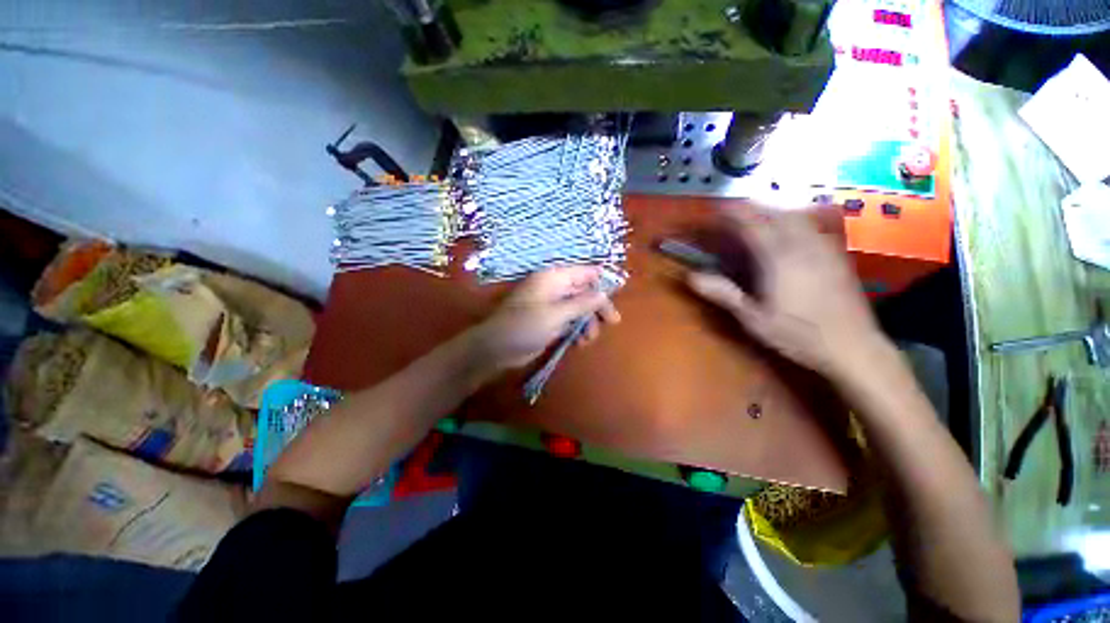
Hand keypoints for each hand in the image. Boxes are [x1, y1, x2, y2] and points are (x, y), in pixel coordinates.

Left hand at [476, 266, 620, 369]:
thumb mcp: (556, 314)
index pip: (585, 273)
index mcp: (554, 278)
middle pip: (585, 291)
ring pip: (580, 308)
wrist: (497, 348)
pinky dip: (577, 330)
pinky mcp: (550, 320)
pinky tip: (579, 343)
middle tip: (612, 322)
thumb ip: (582, 303)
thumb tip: (605, 293)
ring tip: (587, 340)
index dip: (602, 282)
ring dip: (588, 323)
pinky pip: (571, 321)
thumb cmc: (525, 326)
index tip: (618, 295)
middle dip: (597, 307)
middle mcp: (555, 288)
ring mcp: (553, 305)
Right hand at [686, 206, 883, 377]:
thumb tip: (692, 277)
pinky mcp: (836, 254)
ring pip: (796, 216)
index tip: (717, 208)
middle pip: (775, 213)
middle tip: (733, 213)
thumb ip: (723, 294)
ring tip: (757, 218)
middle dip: (752, 208)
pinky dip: (793, 220)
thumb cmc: (797, 334)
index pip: (752, 223)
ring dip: (773, 211)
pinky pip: (812, 226)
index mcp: (779, 258)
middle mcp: (802, 244)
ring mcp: (823, 247)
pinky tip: (789, 232)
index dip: (733, 212)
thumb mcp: (753, 318)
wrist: (853, 346)